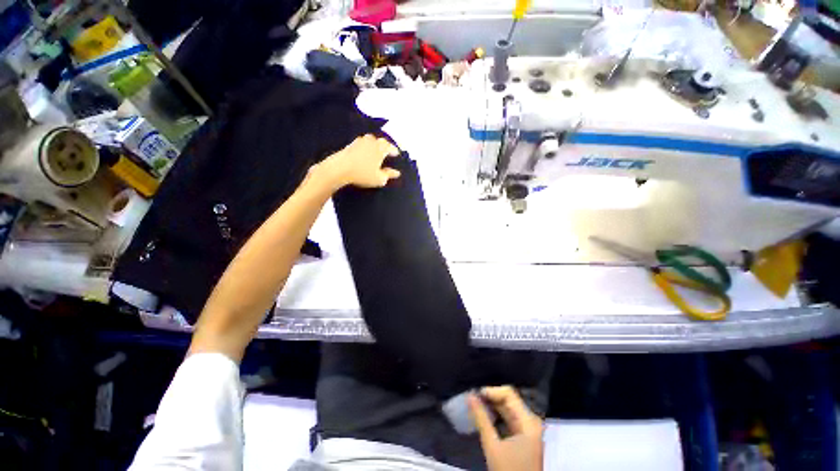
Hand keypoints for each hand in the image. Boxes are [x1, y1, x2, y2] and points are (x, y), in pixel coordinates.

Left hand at [314, 134, 400, 190]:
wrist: (339, 169)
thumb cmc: (363, 174)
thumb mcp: (379, 178)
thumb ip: (389, 174)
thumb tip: (396, 172)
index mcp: (381, 148)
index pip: (391, 147)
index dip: (395, 151)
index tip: (397, 155)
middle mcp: (371, 141)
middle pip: (381, 141)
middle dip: (385, 146)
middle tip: (387, 152)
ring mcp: (360, 141)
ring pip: (370, 141)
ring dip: (374, 145)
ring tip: (375, 152)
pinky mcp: (350, 144)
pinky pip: (362, 144)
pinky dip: (365, 148)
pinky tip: (364, 154)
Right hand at [469, 386, 543, 470]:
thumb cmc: (508, 470)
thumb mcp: (492, 445)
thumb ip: (481, 418)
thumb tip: (469, 396)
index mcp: (528, 421)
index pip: (509, 394)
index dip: (491, 391)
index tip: (475, 394)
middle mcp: (531, 421)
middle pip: (509, 400)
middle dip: (490, 398)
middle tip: (472, 398)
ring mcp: (529, 429)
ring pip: (508, 409)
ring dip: (492, 406)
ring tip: (476, 405)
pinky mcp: (525, 436)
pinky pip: (510, 418)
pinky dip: (497, 416)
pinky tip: (485, 416)